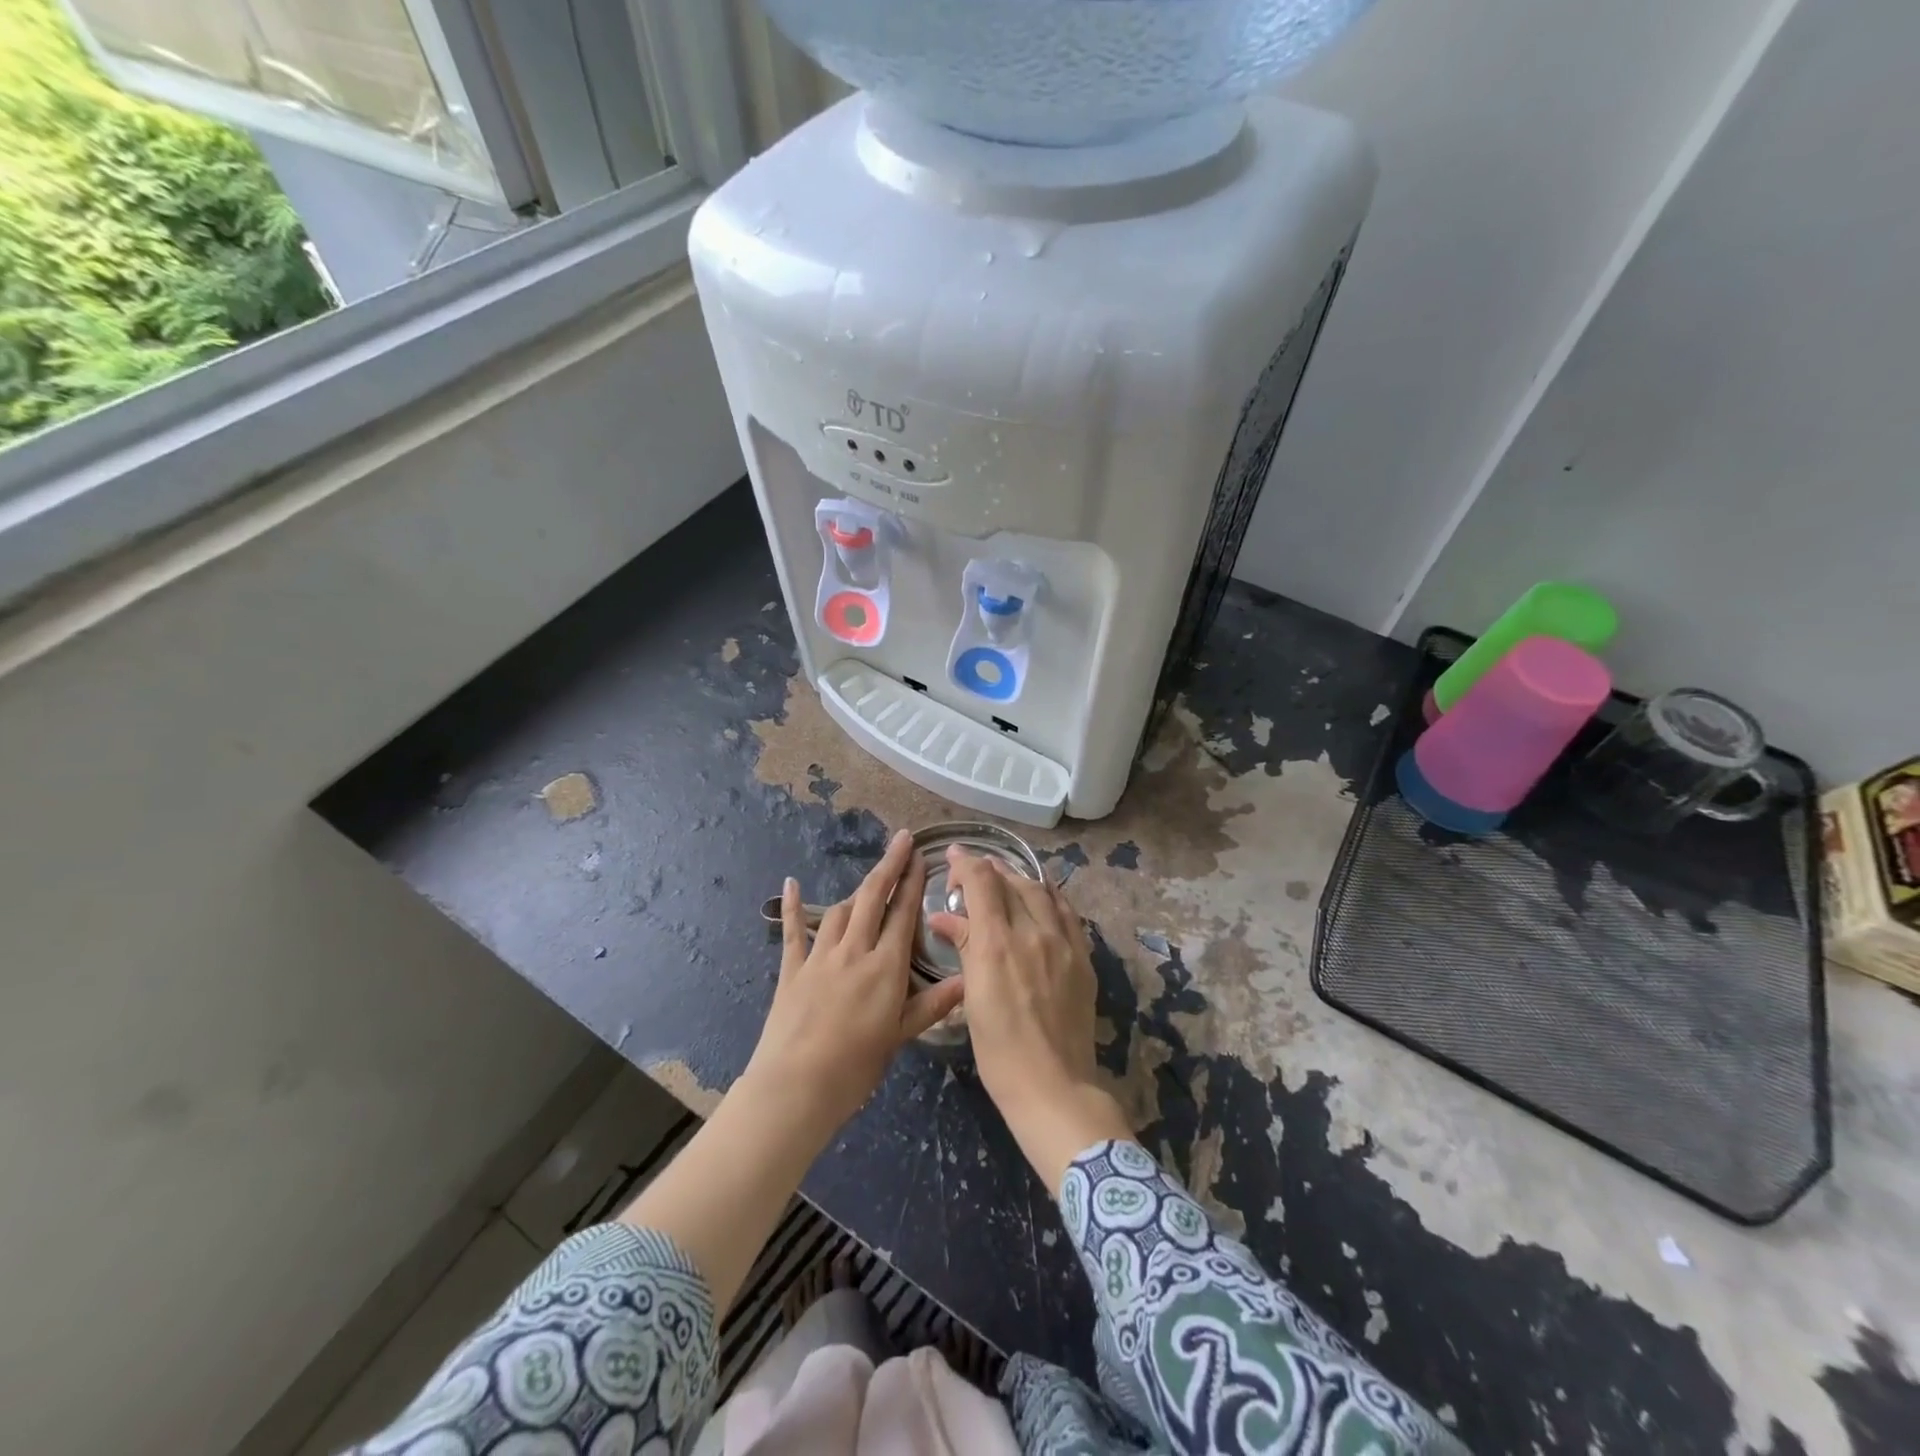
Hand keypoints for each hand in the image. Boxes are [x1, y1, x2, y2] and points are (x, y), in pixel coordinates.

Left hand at [746, 829, 964, 1131]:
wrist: (796, 1086)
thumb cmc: (856, 1067)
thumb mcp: (900, 1036)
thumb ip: (933, 1005)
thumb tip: (968, 980)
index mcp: (885, 967)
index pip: (903, 913)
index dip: (913, 881)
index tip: (920, 855)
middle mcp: (854, 951)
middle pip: (872, 897)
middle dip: (889, 865)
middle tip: (901, 840)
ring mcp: (820, 956)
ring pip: (840, 910)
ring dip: (856, 893)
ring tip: (869, 885)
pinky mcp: (792, 969)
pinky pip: (794, 931)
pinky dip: (793, 905)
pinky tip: (791, 882)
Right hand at [928, 850, 1130, 1191]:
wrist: (1053, 1085)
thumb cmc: (999, 1050)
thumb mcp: (971, 998)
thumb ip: (963, 948)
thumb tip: (943, 918)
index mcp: (997, 943)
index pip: (982, 882)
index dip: (966, 863)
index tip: (952, 855)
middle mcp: (1032, 932)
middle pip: (1011, 882)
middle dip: (990, 869)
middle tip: (974, 872)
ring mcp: (1063, 943)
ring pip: (1041, 892)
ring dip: (1020, 879)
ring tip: (1006, 879)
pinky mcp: (1082, 958)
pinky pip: (1067, 913)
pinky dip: (1050, 897)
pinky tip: (1044, 897)